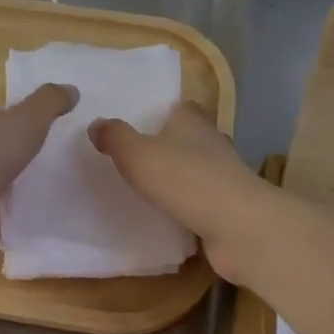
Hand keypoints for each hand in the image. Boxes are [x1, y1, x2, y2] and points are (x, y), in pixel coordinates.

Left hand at [0, 83, 77, 288]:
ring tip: (73, 184)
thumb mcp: (24, 120)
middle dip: (35, 151)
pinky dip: (28, 210)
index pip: (5, 113)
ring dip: (33, 182)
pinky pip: (11, 209)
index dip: (32, 117)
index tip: (65, 126)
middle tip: (74, 156)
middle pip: (8, 146)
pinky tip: (54, 212)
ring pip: (11, 179)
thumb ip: (49, 102)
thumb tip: (72, 89)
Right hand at [89, 102, 275, 285]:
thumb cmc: (184, 179)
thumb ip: (115, 137)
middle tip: (137, 160)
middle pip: (189, 138)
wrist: (237, 226)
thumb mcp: (136, 154)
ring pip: (198, 170)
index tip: (139, 126)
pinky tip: (170, 218)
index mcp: (193, 121)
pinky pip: (203, 201)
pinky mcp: (230, 207)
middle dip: (168, 147)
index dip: (161, 114)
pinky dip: (189, 207)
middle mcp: (213, 142)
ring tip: (149, 190)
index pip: (180, 108)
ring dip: (180, 179)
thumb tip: (97, 123)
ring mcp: (225, 176)